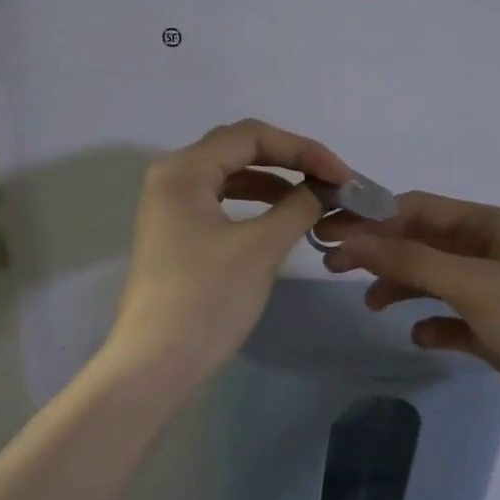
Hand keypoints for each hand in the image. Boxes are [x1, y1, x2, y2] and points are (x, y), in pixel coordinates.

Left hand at [105, 119, 350, 391]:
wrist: (157, 363)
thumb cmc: (207, 299)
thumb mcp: (260, 248)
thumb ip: (298, 207)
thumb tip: (322, 190)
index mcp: (184, 170)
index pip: (251, 136)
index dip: (303, 149)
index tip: (342, 176)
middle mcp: (171, 177)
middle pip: (239, 149)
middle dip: (290, 161)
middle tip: (331, 182)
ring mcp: (170, 207)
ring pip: (230, 177)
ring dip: (274, 182)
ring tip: (313, 199)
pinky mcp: (176, 234)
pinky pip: (221, 203)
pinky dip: (255, 205)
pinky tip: (281, 218)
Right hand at [317, 192, 499, 450]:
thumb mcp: (475, 284)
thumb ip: (412, 260)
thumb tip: (351, 237)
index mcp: (491, 227)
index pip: (418, 209)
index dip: (372, 217)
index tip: (328, 231)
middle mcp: (491, 254)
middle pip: (422, 243)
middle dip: (380, 252)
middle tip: (332, 267)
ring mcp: (495, 295)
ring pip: (434, 281)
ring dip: (401, 287)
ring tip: (371, 305)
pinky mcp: (498, 333)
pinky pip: (453, 322)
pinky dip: (433, 326)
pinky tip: (421, 338)